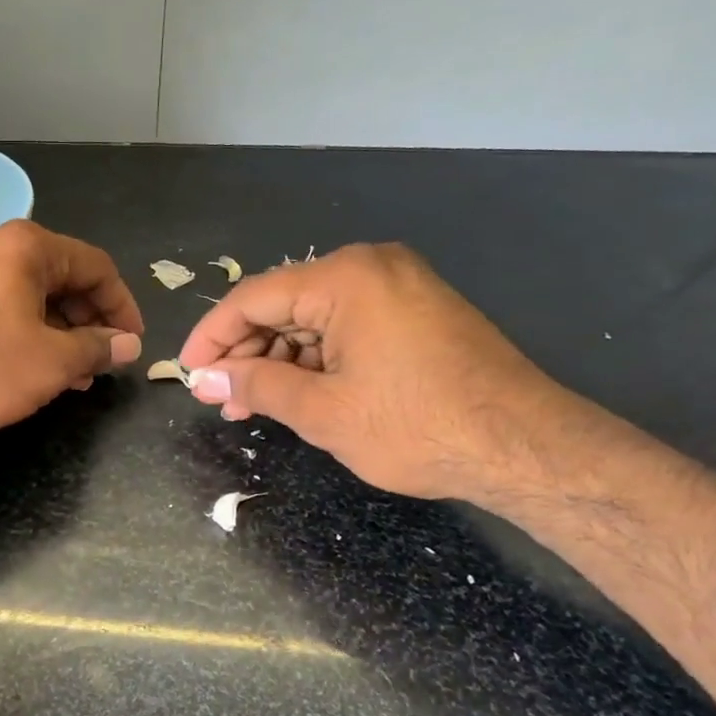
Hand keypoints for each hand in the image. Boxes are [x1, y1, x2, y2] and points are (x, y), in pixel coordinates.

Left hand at [0, 220, 144, 433]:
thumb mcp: (52, 362)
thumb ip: (97, 348)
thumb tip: (128, 345)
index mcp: (27, 246)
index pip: (96, 267)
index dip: (122, 306)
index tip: (132, 343)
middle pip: (62, 277)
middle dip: (88, 323)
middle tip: (101, 363)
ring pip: (31, 294)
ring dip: (59, 332)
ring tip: (72, 374)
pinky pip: (2, 304)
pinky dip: (26, 331)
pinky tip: (32, 365)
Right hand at [177, 243, 562, 499]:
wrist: (527, 447)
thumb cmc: (417, 425)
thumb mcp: (322, 411)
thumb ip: (255, 384)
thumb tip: (206, 378)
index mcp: (344, 278)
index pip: (252, 298)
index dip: (211, 336)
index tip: (188, 372)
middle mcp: (370, 267)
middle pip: (282, 305)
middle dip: (246, 354)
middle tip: (222, 399)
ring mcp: (398, 286)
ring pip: (313, 319)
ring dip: (279, 360)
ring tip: (254, 405)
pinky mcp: (415, 311)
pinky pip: (345, 326)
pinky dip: (316, 359)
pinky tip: (297, 392)